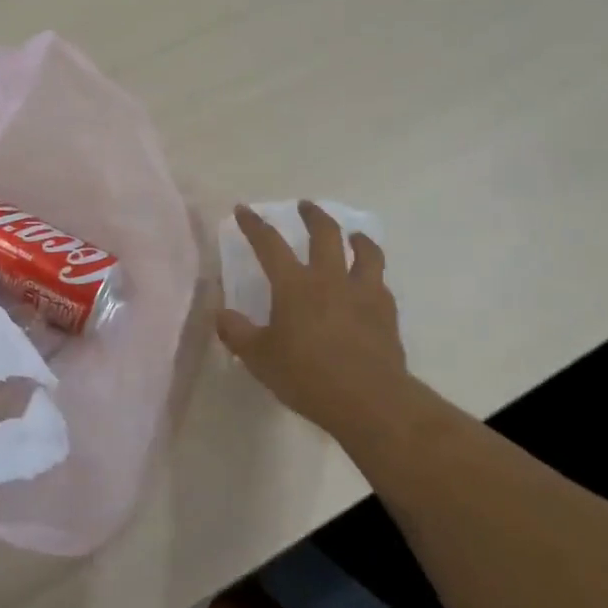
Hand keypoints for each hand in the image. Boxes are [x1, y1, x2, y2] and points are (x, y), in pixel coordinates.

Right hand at [215, 201, 442, 446]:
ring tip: (354, 235)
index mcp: (294, 285)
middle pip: (325, 234)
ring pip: (365, 252)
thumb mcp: (259, 358)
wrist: (369, 401)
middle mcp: (329, 279)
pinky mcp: (386, 313)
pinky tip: (370, 283)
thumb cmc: (306, 376)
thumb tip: (221, 314)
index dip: (254, 225)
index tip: (244, 209)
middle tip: (306, 206)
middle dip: (313, 216)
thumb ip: (237, 333)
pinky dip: (373, 276)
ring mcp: (363, 293)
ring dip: (357, 239)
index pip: (269, 244)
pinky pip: (381, 283)